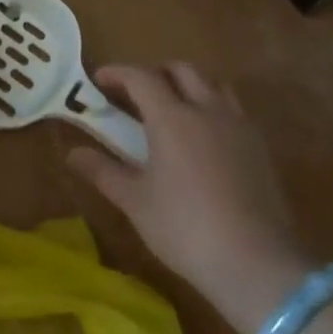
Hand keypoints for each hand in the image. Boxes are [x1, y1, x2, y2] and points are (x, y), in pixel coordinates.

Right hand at [64, 62, 309, 333]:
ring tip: (171, 110)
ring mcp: (239, 127)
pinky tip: (202, 139)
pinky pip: (233, 110)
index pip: (141, 77)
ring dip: (188, 86)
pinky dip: (211, 108)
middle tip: (134, 94)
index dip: (117, 73)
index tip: (98, 80)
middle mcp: (207, 110)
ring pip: (213, 85)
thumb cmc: (185, 228)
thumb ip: (103, 171)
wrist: (256, 263)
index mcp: (172, 117)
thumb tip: (73, 153)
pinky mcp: (260, 148)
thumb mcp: (135, 201)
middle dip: (154, 73)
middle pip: (182, 70)